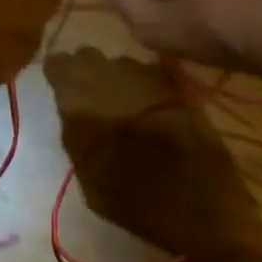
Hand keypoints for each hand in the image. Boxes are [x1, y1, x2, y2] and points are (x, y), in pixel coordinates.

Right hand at [44, 47, 258, 261]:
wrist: (202, 205)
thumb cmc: (137, 203)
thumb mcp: (90, 179)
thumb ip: (77, 136)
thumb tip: (73, 113)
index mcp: (81, 100)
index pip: (59, 64)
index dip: (60, 74)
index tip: (62, 88)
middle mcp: (110, 75)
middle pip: (89, 57)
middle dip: (87, 72)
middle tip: (92, 99)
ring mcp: (145, 74)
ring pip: (120, 63)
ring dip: (117, 79)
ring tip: (125, 109)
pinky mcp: (174, 81)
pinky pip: (148, 73)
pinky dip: (145, 86)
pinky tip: (153, 111)